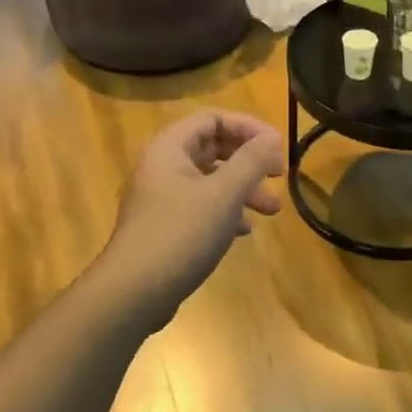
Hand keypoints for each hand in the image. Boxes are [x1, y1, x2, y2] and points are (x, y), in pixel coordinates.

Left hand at [102, 109, 284, 318]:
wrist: (133, 293)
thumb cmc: (180, 234)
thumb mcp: (224, 194)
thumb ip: (251, 161)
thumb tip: (271, 137)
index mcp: (170, 148)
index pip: (213, 118)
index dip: (248, 127)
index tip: (277, 146)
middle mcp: (162, 166)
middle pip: (213, 148)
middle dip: (249, 161)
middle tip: (278, 175)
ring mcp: (161, 198)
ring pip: (210, 181)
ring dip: (243, 189)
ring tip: (273, 211)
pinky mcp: (165, 227)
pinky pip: (201, 207)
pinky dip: (226, 212)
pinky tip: (244, 230)